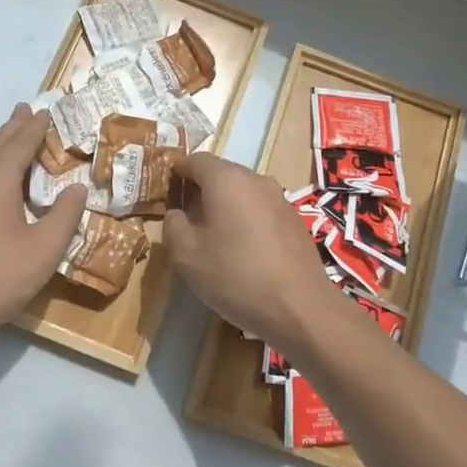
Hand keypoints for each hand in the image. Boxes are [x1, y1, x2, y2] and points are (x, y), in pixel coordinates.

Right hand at [165, 153, 346, 346]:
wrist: (299, 307)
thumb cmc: (235, 275)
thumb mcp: (186, 254)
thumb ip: (173, 225)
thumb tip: (177, 213)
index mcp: (226, 179)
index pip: (195, 160)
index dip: (178, 173)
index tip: (167, 193)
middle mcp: (256, 179)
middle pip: (221, 174)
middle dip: (201, 192)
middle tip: (187, 222)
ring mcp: (280, 199)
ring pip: (243, 193)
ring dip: (226, 208)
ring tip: (216, 240)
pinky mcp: (295, 220)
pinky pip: (261, 211)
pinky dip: (247, 222)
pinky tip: (245, 253)